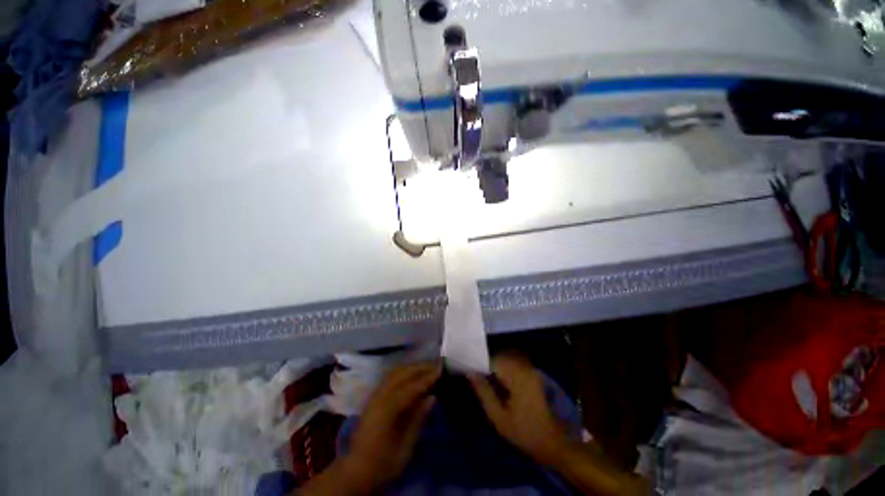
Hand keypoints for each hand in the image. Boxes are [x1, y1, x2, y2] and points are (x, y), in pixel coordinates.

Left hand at [341, 362, 440, 490]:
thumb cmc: (384, 463)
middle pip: (401, 374)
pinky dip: (403, 371)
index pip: (410, 388)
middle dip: (420, 367)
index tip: (441, 371)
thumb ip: (418, 419)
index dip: (426, 378)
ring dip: (412, 367)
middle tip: (437, 365)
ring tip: (427, 366)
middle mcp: (378, 398)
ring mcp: (374, 396)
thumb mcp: (405, 447)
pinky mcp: (373, 397)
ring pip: (394, 373)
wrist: (357, 471)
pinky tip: (412, 373)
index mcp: (386, 412)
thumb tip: (432, 397)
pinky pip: (389, 377)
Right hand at [469, 355, 569, 465]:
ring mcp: (530, 369)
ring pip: (506, 357)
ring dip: (495, 363)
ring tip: (486, 377)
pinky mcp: (532, 373)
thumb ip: (483, 391)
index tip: (468, 369)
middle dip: (487, 363)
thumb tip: (469, 372)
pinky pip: (514, 361)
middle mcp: (525, 367)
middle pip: (500, 355)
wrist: (551, 442)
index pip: (493, 360)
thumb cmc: (523, 431)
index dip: (479, 363)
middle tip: (476, 374)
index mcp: (517, 377)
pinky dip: (504, 366)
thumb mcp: (498, 416)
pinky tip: (499, 379)